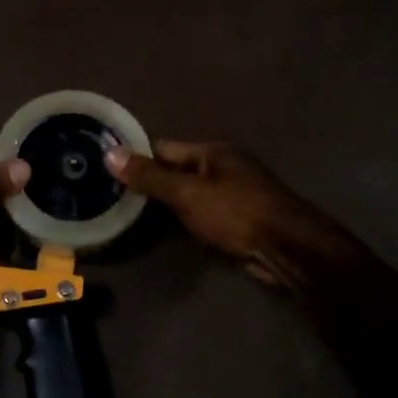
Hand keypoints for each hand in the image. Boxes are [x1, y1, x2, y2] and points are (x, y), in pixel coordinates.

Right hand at [106, 140, 348, 289]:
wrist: (289, 250)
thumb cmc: (237, 213)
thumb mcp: (188, 194)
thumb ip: (150, 177)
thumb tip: (109, 153)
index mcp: (213, 152)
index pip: (164, 148)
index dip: (138, 157)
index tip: (108, 169)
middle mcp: (224, 167)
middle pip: (176, 171)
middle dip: (151, 182)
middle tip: (113, 195)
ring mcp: (233, 193)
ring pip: (189, 195)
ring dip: (168, 204)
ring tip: (130, 213)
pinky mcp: (238, 219)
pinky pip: (201, 213)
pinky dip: (185, 219)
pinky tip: (165, 230)